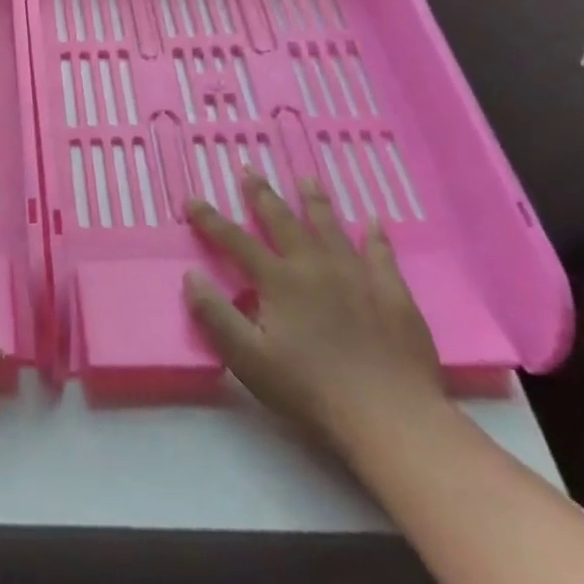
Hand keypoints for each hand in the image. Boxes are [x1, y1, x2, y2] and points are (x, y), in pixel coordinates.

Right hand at [183, 174, 446, 449]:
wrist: (389, 414)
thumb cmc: (309, 388)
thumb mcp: (247, 358)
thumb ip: (215, 315)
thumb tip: (190, 275)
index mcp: (278, 281)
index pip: (236, 241)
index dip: (211, 220)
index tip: (192, 200)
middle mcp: (315, 266)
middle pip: (284, 222)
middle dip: (262, 195)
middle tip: (250, 169)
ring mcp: (358, 276)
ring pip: (331, 228)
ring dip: (315, 202)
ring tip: (307, 179)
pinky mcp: (392, 293)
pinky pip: (382, 253)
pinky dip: (375, 235)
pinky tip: (373, 221)